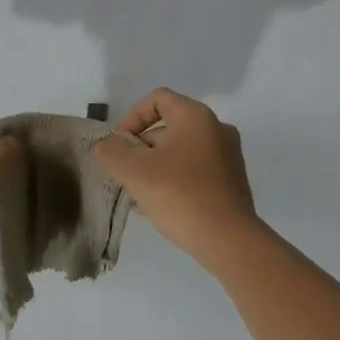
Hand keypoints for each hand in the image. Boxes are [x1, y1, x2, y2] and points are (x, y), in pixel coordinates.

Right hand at [94, 88, 263, 267]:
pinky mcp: (231, 181)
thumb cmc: (179, 195)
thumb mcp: (133, 171)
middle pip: (167, 127)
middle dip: (140, 149)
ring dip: (155, 167)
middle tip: (126, 175)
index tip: (120, 146)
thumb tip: (108, 146)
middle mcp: (216, 129)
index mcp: (196, 116)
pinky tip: (159, 206)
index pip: (157, 99)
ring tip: (139, 196)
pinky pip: (194, 170)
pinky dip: (174, 180)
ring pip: (179, 152)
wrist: (228, 240)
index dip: (132, 117)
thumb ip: (110, 151)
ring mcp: (228, 156)